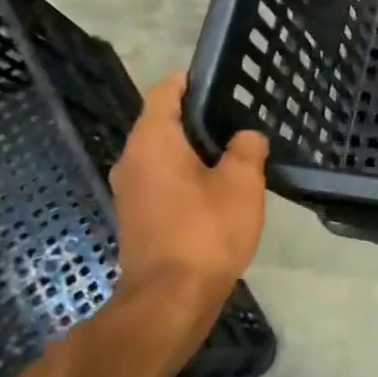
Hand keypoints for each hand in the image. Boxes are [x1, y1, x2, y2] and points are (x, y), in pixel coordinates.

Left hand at [109, 73, 266, 333]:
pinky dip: (187, 175)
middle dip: (197, 118)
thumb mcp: (241, 183)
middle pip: (162, 123)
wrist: (170, 298)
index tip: (218, 78)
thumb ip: (247, 149)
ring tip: (234, 151)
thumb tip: (245, 137)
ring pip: (163, 155)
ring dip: (194, 150)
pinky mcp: (138, 217)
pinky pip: (163, 180)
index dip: (189, 81)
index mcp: (152, 142)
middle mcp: (132, 160)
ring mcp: (130, 191)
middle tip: (238, 116)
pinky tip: (218, 187)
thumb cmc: (206, 230)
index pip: (164, 93)